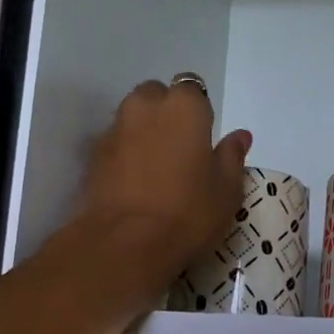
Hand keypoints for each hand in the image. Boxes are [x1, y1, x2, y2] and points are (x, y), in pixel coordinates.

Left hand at [72, 79, 251, 290]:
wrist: (127, 243)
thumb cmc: (189, 211)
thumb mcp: (227, 189)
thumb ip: (232, 156)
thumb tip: (239, 136)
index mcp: (184, 106)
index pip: (194, 90)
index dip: (199, 113)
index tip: (204, 140)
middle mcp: (145, 106)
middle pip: (157, 96)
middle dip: (166, 113)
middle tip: (180, 149)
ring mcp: (115, 129)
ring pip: (132, 118)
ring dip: (144, 132)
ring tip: (157, 168)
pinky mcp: (93, 156)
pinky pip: (116, 144)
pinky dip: (125, 154)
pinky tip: (136, 183)